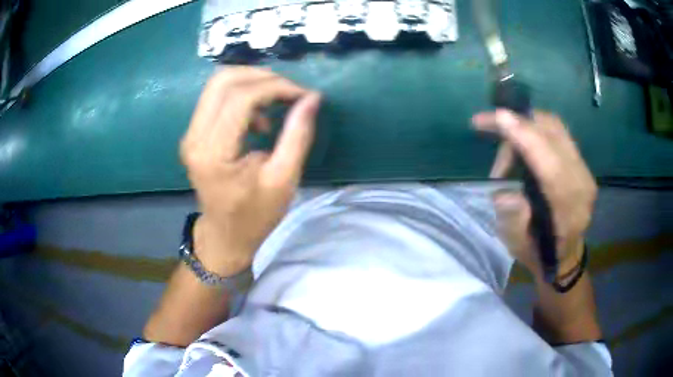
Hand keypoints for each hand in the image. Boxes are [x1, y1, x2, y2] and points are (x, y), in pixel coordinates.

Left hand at [180, 67, 320, 275]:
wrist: (225, 235)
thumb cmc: (255, 215)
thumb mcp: (284, 179)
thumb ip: (297, 135)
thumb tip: (311, 98)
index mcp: (213, 153)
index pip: (241, 99)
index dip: (275, 88)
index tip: (302, 95)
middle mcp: (194, 137)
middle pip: (223, 81)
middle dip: (261, 76)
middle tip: (289, 91)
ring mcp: (190, 134)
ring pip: (217, 84)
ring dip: (251, 83)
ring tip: (276, 103)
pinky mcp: (194, 133)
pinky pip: (216, 97)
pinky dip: (241, 95)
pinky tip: (258, 118)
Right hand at [472, 110, 596, 278]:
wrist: (564, 253)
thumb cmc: (537, 251)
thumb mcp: (517, 245)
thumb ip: (513, 221)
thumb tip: (504, 193)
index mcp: (568, 210)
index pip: (550, 164)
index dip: (525, 137)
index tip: (499, 117)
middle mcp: (581, 183)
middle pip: (553, 134)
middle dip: (518, 123)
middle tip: (488, 129)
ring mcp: (584, 169)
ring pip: (555, 126)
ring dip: (525, 125)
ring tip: (506, 150)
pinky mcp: (581, 161)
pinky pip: (558, 131)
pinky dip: (536, 127)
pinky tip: (522, 140)